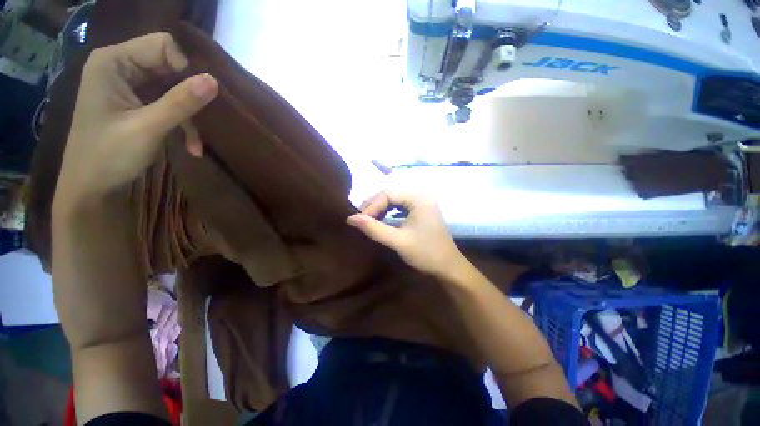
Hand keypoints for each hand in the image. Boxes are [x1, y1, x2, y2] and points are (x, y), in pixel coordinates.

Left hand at [55, 32, 217, 205]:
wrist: (91, 188)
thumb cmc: (108, 156)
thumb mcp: (147, 128)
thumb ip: (180, 102)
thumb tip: (214, 81)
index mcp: (113, 61)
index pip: (162, 45)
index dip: (184, 68)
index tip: (198, 98)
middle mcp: (120, 66)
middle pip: (169, 66)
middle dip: (189, 95)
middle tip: (203, 122)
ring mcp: (129, 85)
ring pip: (173, 88)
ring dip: (189, 115)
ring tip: (197, 142)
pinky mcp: (136, 102)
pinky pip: (168, 103)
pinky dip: (182, 123)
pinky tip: (191, 145)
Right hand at [347, 192, 463, 277]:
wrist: (448, 267)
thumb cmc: (426, 253)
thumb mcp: (398, 241)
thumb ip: (374, 228)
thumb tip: (350, 218)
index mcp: (419, 198)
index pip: (388, 193)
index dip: (372, 205)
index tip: (360, 220)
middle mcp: (421, 195)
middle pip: (391, 193)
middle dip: (375, 205)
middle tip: (362, 219)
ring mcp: (423, 202)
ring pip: (395, 199)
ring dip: (381, 208)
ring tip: (369, 219)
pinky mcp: (422, 210)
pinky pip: (401, 205)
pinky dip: (389, 211)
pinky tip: (383, 219)